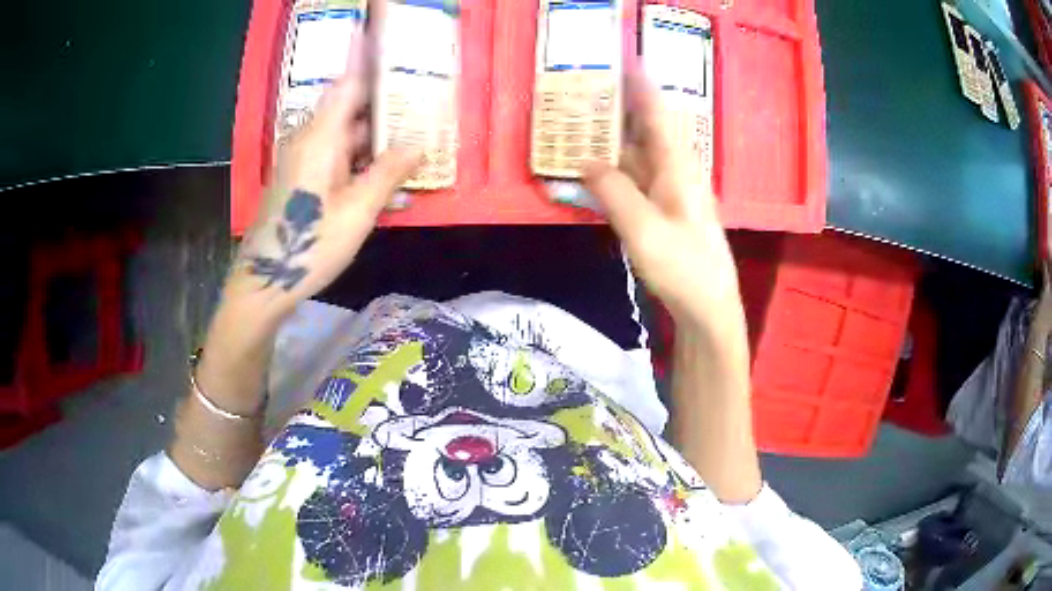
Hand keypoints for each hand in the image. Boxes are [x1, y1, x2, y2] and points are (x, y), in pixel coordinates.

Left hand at [230, 73, 421, 320]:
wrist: (263, 282)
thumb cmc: (310, 244)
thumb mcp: (358, 211)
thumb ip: (389, 173)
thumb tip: (418, 145)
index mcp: (321, 137)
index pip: (348, 84)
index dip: (370, 64)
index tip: (393, 53)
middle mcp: (309, 141)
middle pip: (350, 111)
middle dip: (385, 110)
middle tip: (423, 112)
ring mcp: (302, 161)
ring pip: (344, 138)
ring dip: (376, 143)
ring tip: (413, 151)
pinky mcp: (300, 181)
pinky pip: (334, 160)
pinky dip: (359, 164)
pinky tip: (384, 185)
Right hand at [583, 75, 743, 341]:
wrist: (708, 307)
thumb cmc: (682, 266)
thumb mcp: (642, 228)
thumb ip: (612, 190)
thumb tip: (585, 160)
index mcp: (676, 164)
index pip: (656, 111)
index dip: (640, 83)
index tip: (622, 57)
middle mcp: (674, 170)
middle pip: (642, 129)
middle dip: (614, 108)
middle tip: (581, 92)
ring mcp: (669, 191)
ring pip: (635, 155)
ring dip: (608, 141)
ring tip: (576, 125)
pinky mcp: (663, 210)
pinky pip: (633, 180)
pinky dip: (611, 172)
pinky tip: (590, 172)